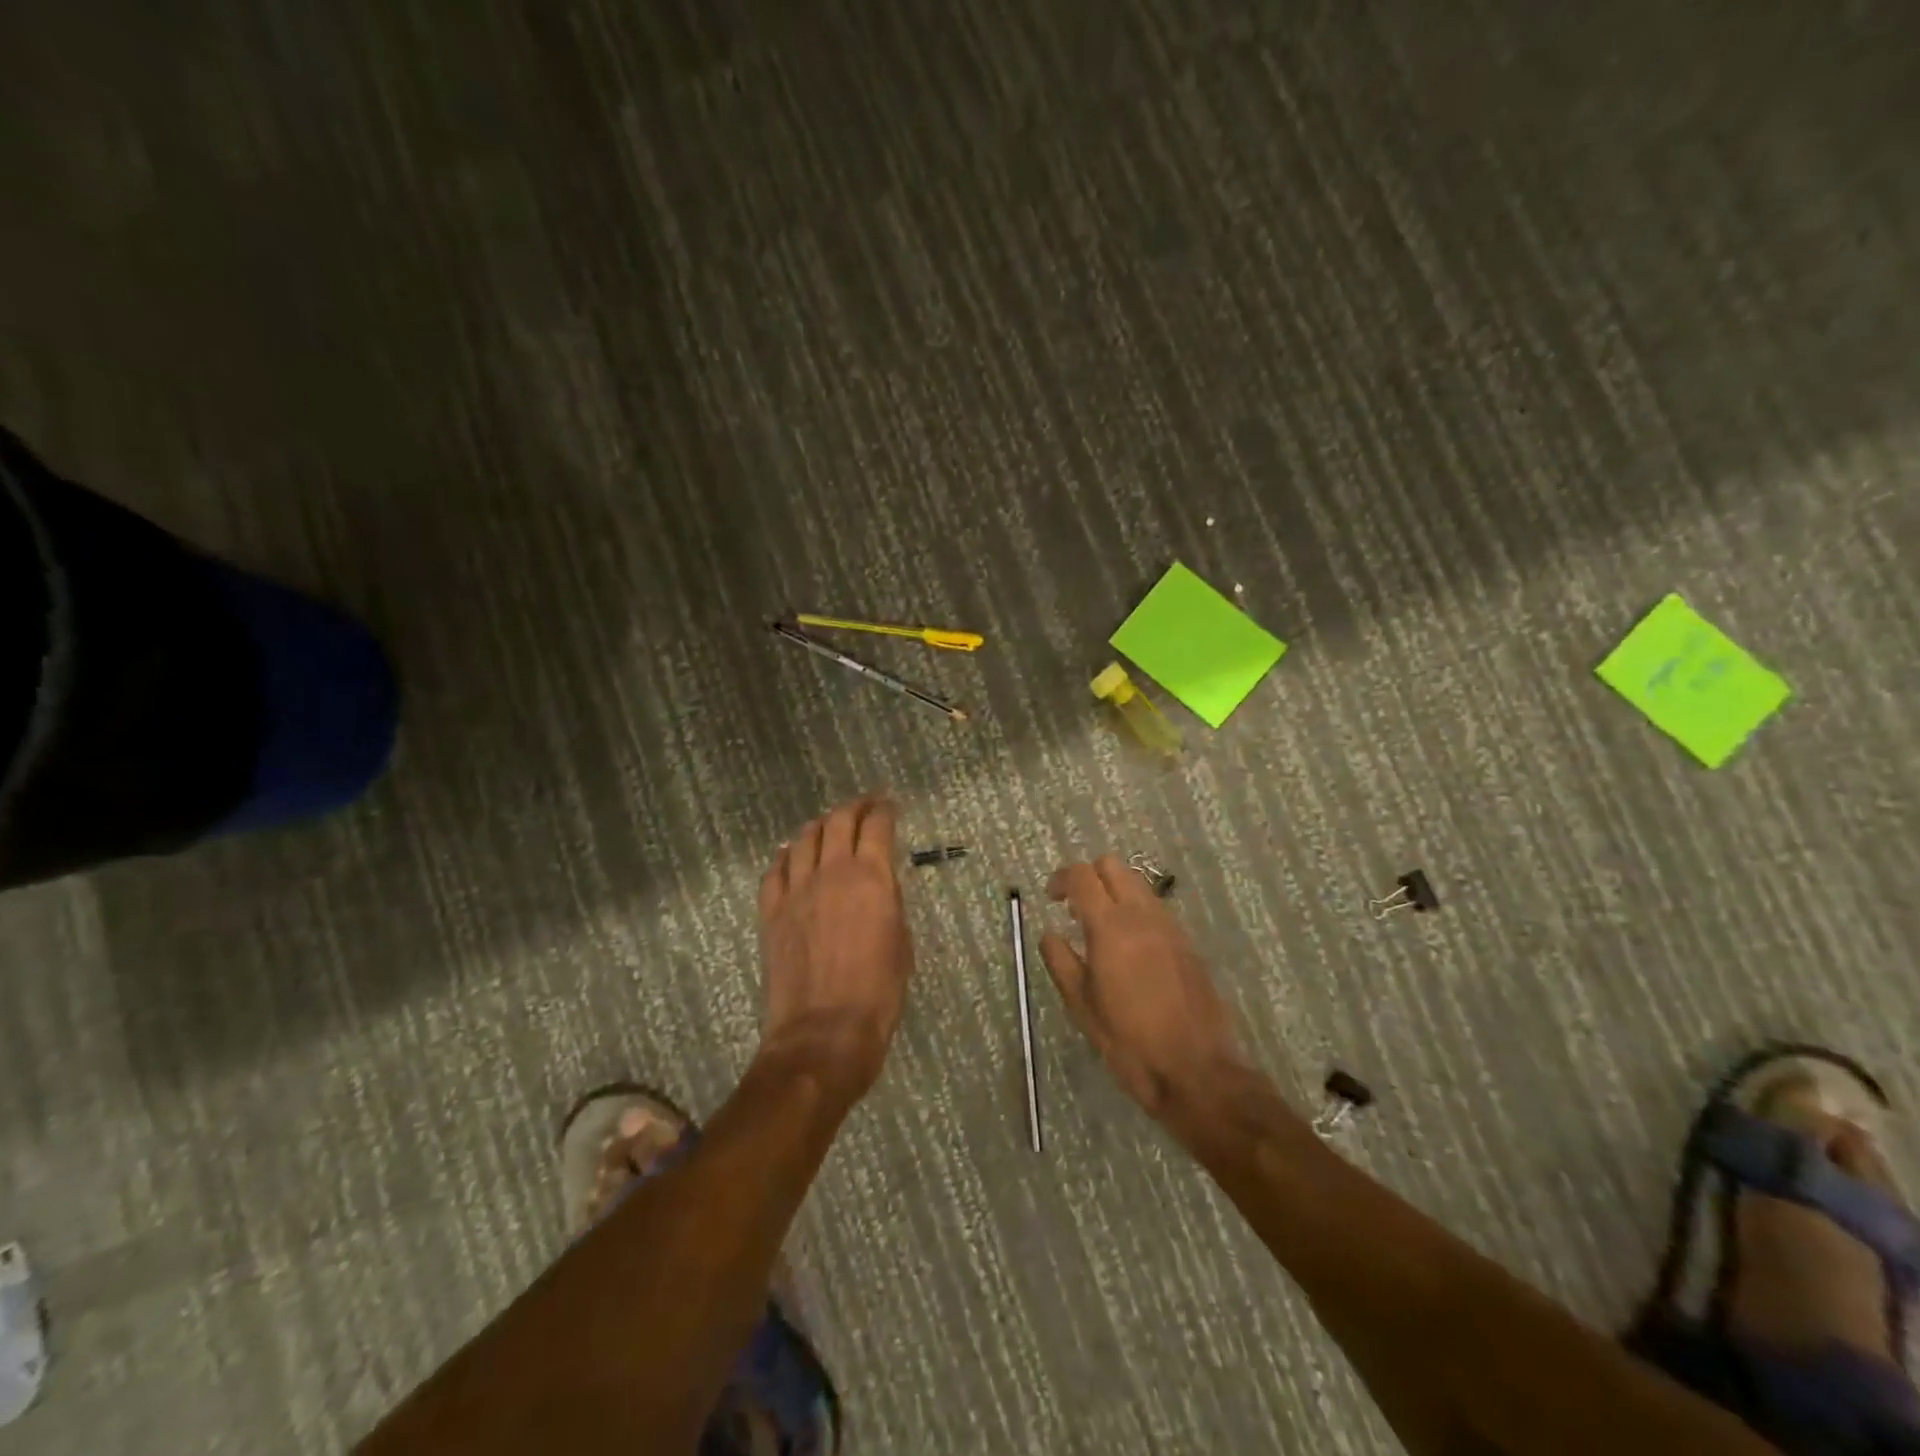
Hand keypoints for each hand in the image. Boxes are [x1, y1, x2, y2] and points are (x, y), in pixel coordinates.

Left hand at [757, 795, 913, 1102]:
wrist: (824, 1032)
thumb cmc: (878, 993)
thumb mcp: (901, 942)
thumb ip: (889, 902)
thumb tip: (879, 884)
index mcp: (871, 877)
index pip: (877, 825)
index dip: (884, 809)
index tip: (890, 806)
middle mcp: (832, 872)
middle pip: (838, 821)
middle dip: (854, 807)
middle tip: (864, 807)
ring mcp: (796, 890)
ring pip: (803, 839)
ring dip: (819, 826)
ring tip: (828, 828)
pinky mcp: (771, 912)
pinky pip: (775, 870)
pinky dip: (786, 855)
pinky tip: (791, 855)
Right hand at [1040, 855, 1241, 1118]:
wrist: (1196, 1070)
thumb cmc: (1129, 1041)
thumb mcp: (1082, 1005)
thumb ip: (1061, 961)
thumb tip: (1049, 934)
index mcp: (1111, 927)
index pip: (1082, 876)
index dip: (1061, 879)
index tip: (1051, 898)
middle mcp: (1142, 915)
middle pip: (1113, 866)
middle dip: (1089, 876)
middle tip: (1074, 908)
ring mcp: (1170, 926)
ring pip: (1138, 883)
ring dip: (1114, 891)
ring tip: (1100, 929)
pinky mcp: (1187, 942)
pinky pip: (1155, 908)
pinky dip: (1135, 910)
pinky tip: (1129, 948)